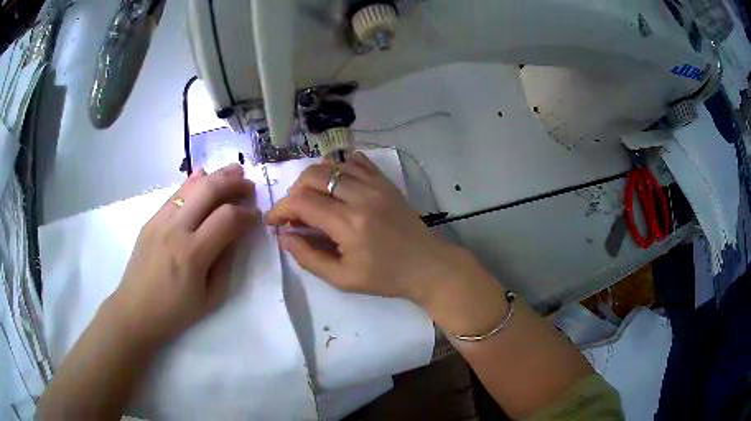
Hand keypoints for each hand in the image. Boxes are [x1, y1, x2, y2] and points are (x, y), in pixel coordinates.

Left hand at [108, 164, 259, 345]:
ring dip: (215, 176)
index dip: (247, 214)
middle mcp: (176, 229)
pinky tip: (203, 175)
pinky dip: (192, 182)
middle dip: (234, 183)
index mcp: (193, 253)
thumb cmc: (175, 312)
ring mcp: (160, 220)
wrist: (135, 310)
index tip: (256, 216)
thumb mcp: (210, 297)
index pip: (227, 218)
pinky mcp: (151, 220)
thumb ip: (225, 262)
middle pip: (209, 190)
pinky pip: (175, 194)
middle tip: (249, 185)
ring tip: (233, 171)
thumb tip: (235, 235)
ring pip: (191, 186)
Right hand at [266, 152, 463, 303]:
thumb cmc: (385, 277)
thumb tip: (284, 236)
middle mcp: (361, 196)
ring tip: (313, 201)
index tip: (273, 222)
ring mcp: (375, 184)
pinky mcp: (385, 181)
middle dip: (293, 192)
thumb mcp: (343, 279)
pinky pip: (355, 161)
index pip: (301, 202)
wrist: (428, 265)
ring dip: (313, 180)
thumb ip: (308, 257)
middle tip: (294, 213)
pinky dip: (338, 168)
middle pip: (312, 176)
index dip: (280, 209)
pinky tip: (336, 186)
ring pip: (331, 165)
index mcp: (349, 224)